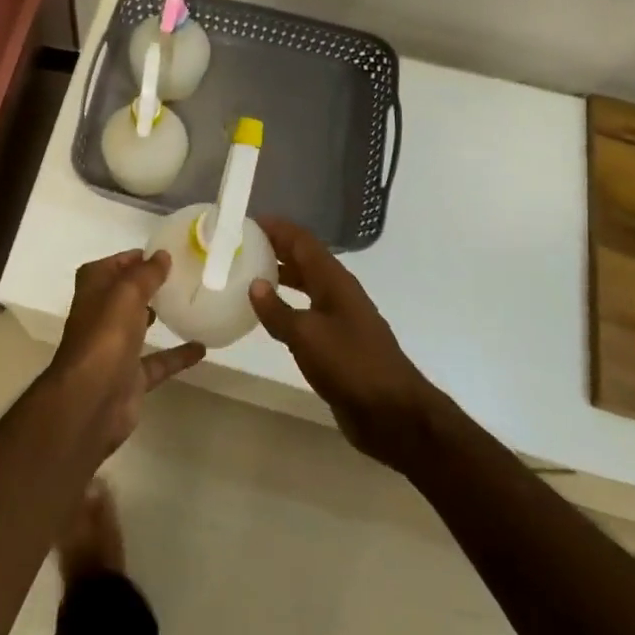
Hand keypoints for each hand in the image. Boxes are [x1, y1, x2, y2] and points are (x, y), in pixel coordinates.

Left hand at [47, 249, 204, 455]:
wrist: (92, 400)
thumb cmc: (105, 336)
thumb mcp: (127, 293)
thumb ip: (146, 273)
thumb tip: (162, 254)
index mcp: (94, 289)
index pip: (115, 264)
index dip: (137, 257)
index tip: (168, 252)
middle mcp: (101, 314)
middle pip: (127, 293)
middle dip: (149, 284)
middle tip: (184, 274)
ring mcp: (115, 347)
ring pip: (140, 324)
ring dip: (159, 315)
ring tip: (190, 302)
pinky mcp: (130, 376)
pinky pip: (158, 361)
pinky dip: (177, 355)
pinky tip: (202, 347)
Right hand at [248, 219, 439, 468]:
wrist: (393, 414)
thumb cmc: (350, 364)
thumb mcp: (306, 335)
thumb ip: (278, 310)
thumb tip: (254, 284)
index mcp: (334, 280)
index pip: (302, 241)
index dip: (277, 228)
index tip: (248, 221)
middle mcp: (338, 292)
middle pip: (304, 259)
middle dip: (276, 248)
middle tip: (241, 246)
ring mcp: (340, 318)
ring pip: (306, 285)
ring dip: (281, 276)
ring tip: (248, 274)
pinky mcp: (338, 344)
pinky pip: (307, 312)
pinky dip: (287, 305)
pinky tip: (269, 316)